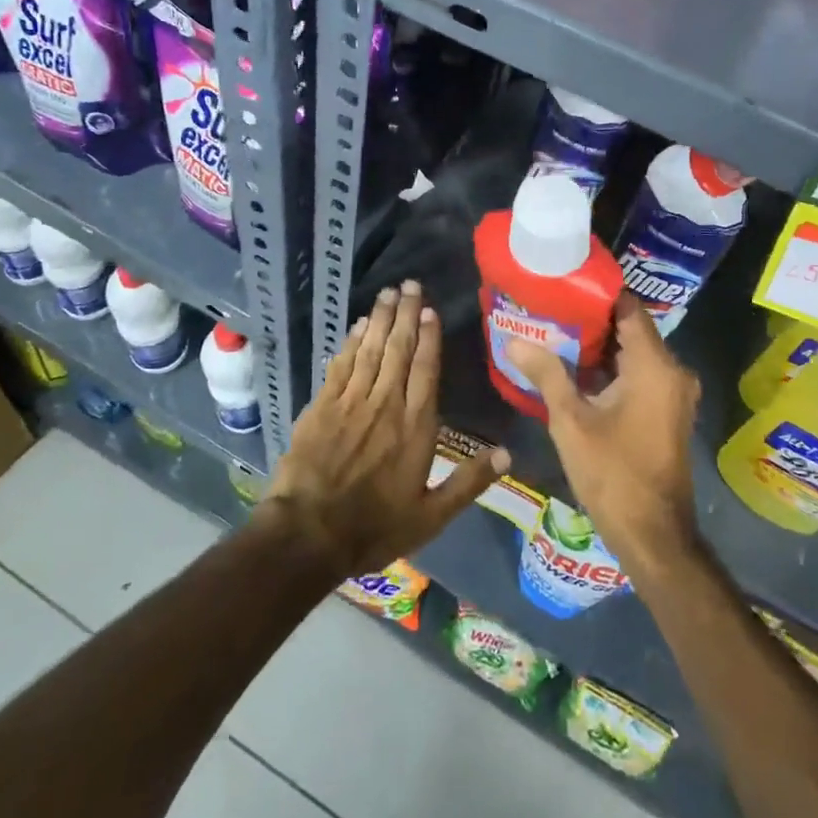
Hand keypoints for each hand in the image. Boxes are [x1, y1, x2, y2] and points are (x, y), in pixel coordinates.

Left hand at [264, 281, 508, 579]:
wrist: (308, 534)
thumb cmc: (374, 527)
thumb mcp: (431, 516)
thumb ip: (469, 481)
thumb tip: (508, 453)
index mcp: (415, 427)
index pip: (425, 370)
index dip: (429, 337)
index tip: (430, 310)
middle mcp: (385, 405)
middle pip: (398, 350)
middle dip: (405, 314)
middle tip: (409, 284)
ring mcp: (351, 402)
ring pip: (370, 350)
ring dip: (379, 319)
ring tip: (388, 292)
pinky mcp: (322, 406)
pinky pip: (341, 365)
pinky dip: (350, 342)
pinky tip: (357, 325)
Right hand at [509, 294, 700, 574]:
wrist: (653, 535)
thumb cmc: (612, 474)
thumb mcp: (571, 421)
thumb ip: (546, 374)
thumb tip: (514, 340)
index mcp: (655, 366)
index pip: (628, 308)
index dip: (596, 294)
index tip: (562, 285)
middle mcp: (673, 371)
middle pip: (631, 329)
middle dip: (592, 320)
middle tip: (550, 309)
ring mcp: (674, 392)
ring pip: (635, 352)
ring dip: (600, 346)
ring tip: (556, 333)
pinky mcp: (669, 410)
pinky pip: (641, 373)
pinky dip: (613, 368)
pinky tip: (577, 368)